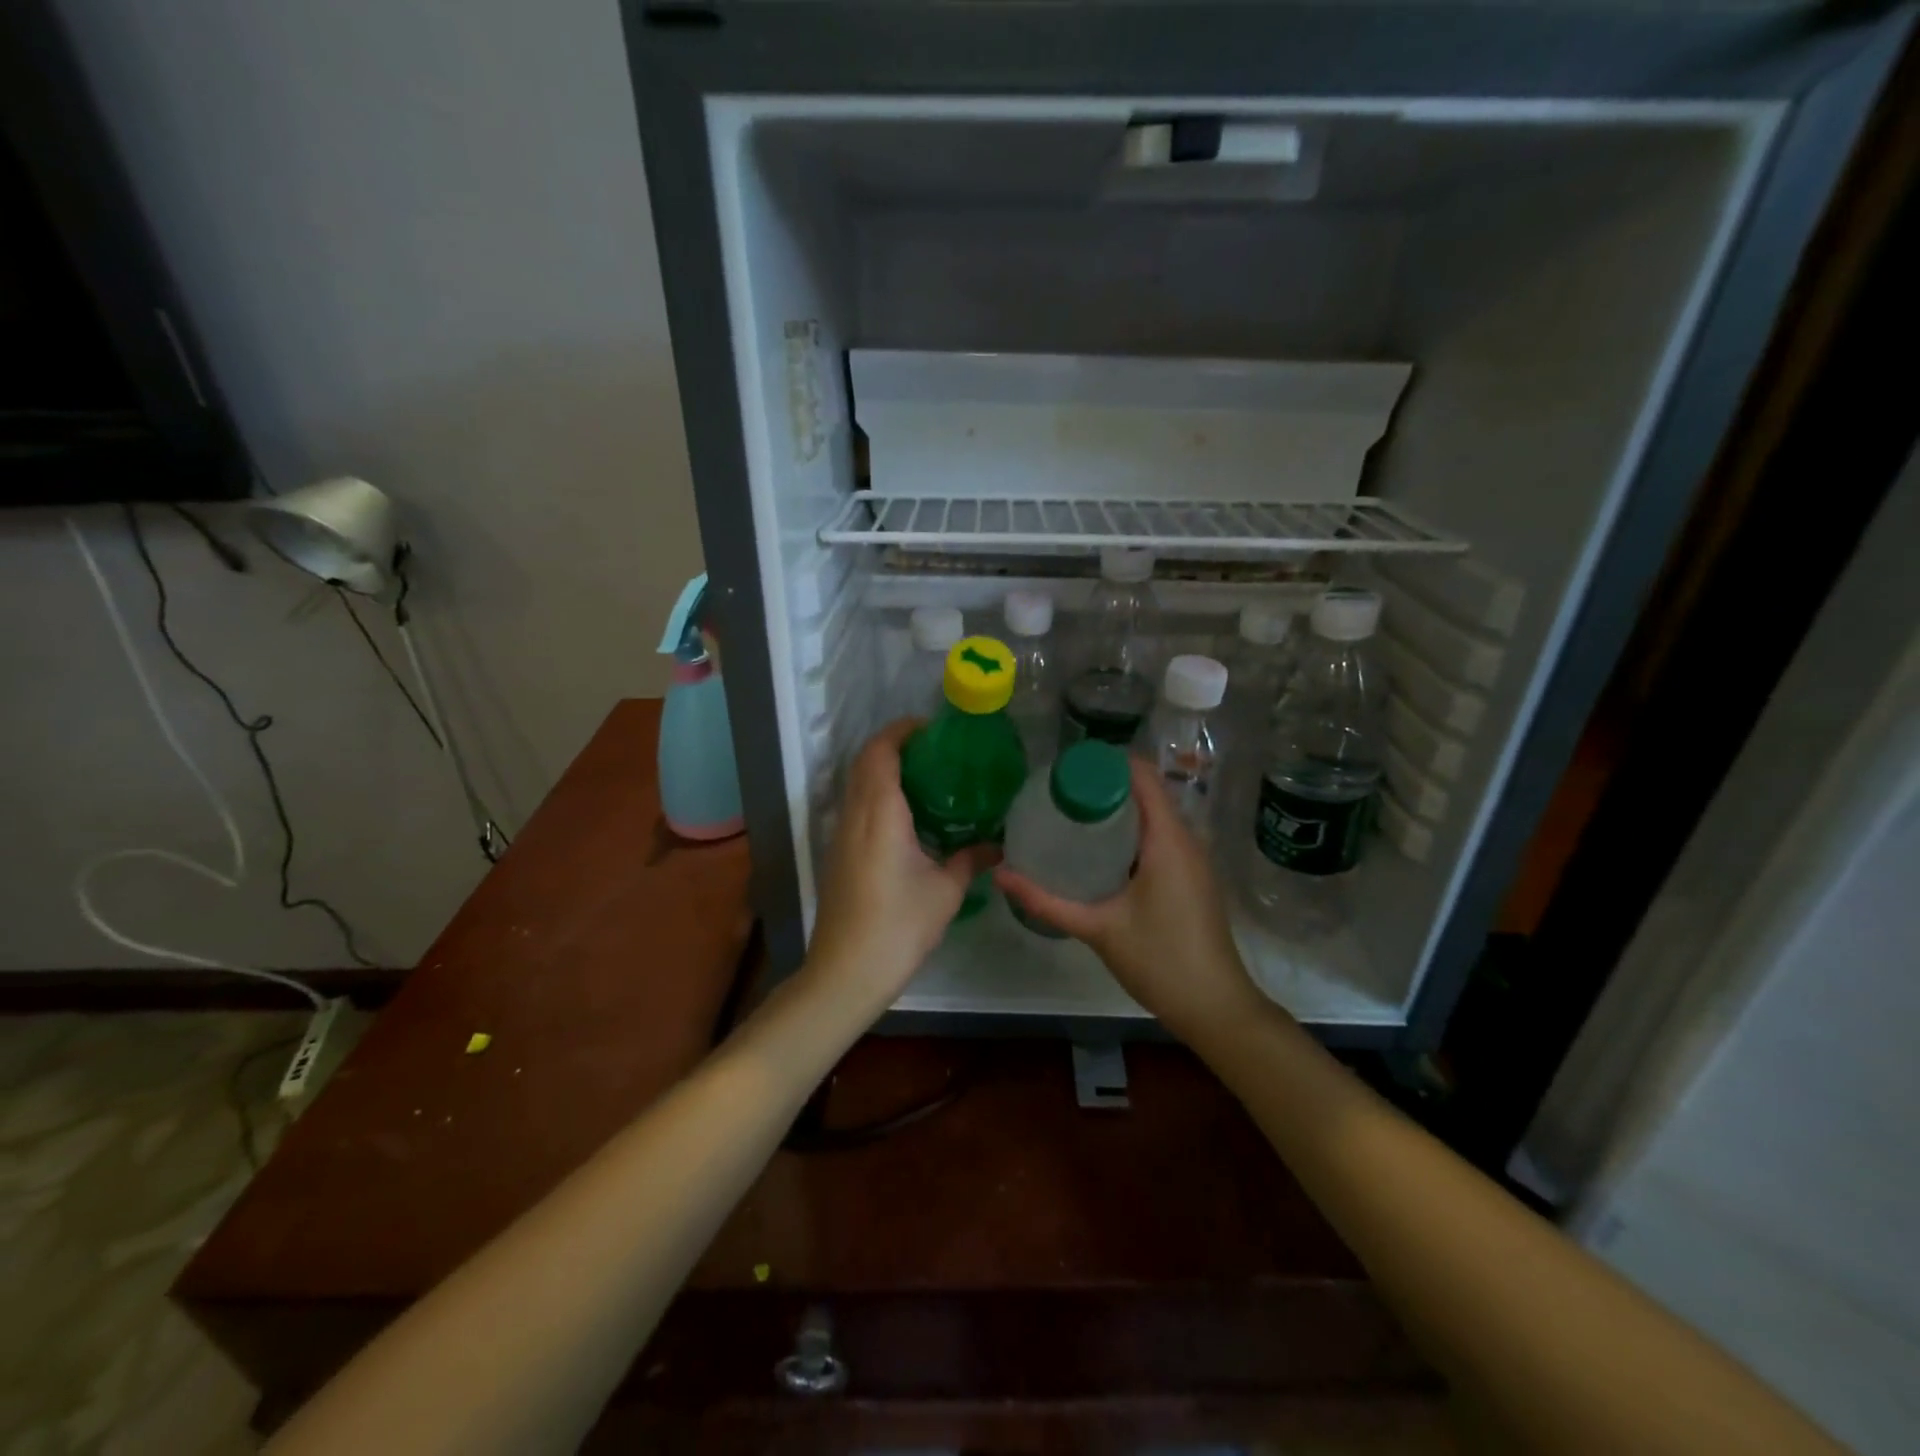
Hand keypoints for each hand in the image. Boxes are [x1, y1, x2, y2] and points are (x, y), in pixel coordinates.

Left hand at [803, 719, 996, 1016]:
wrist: (846, 971)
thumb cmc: (899, 925)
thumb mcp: (945, 892)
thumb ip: (970, 861)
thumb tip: (997, 847)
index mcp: (880, 813)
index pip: (881, 752)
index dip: (901, 731)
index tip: (931, 729)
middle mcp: (854, 815)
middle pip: (864, 762)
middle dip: (893, 745)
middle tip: (933, 750)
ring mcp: (841, 835)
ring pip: (856, 784)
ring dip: (882, 770)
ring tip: (924, 778)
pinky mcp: (838, 854)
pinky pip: (855, 807)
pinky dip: (876, 795)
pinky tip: (905, 817)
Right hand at [994, 757, 1264, 1042]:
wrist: (1215, 1007)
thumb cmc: (1160, 960)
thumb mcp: (1097, 928)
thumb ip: (1047, 901)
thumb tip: (1001, 875)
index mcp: (1168, 840)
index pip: (1141, 776)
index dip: (1104, 763)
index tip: (1065, 768)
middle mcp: (1185, 839)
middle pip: (1145, 792)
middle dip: (1102, 786)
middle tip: (1057, 793)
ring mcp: (1192, 859)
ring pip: (1153, 816)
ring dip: (1116, 810)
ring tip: (1070, 815)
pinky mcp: (1191, 877)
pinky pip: (1159, 837)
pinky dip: (1129, 833)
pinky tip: (1097, 850)